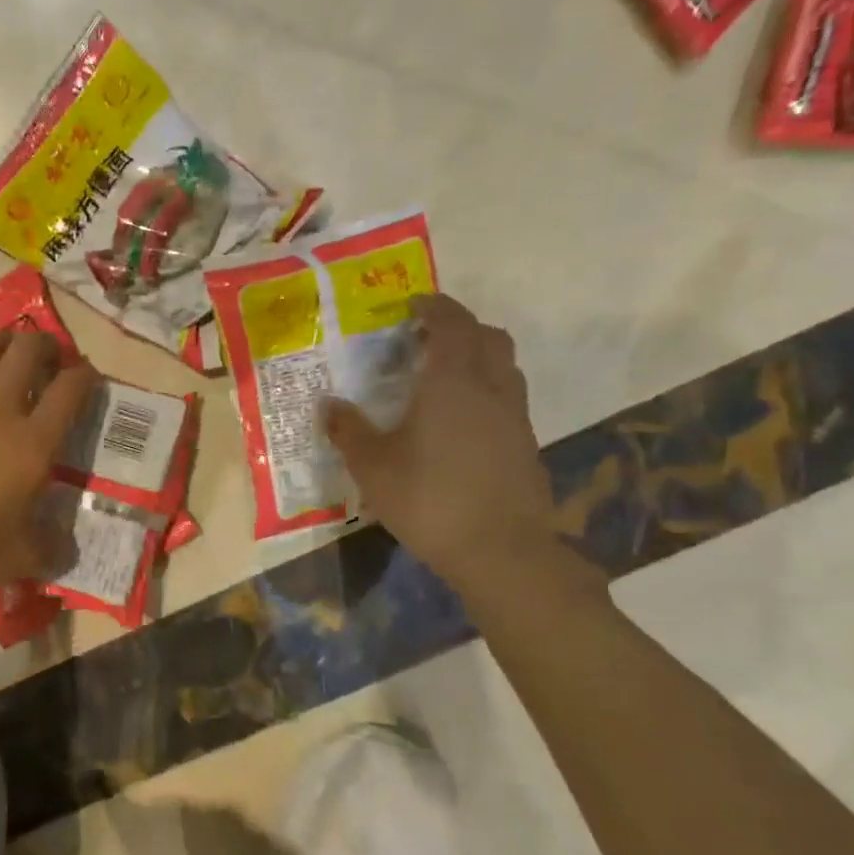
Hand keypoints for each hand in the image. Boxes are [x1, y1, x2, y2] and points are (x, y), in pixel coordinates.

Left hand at [0, 328, 96, 600]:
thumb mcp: (21, 559)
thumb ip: (51, 548)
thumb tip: (67, 547)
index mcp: (33, 443)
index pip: (69, 393)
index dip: (84, 375)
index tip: (88, 373)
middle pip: (25, 355)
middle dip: (42, 344)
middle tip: (46, 349)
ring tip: (4, 343)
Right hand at [324, 294, 561, 596]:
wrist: (500, 550)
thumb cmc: (428, 499)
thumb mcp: (372, 467)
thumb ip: (348, 431)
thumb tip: (328, 404)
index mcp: (452, 382)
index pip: (451, 323)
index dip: (433, 306)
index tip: (412, 304)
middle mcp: (491, 388)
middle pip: (488, 337)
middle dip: (460, 327)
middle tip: (427, 338)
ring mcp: (514, 417)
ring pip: (504, 366)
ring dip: (478, 357)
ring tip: (444, 375)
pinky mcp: (525, 444)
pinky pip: (507, 398)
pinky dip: (486, 390)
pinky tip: (460, 421)